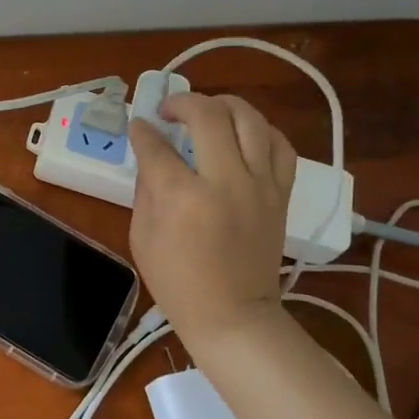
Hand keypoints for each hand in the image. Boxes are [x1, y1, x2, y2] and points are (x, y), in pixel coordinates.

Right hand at [128, 93, 295, 344]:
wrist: (234, 315)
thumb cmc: (178, 282)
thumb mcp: (142, 237)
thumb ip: (146, 188)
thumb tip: (151, 154)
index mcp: (183, 197)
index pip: (157, 146)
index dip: (142, 131)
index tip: (139, 125)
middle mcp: (225, 181)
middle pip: (208, 116)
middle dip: (182, 103)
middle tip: (169, 110)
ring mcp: (260, 185)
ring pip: (250, 120)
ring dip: (224, 104)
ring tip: (208, 110)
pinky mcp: (280, 193)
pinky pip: (280, 145)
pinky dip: (261, 130)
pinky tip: (243, 133)